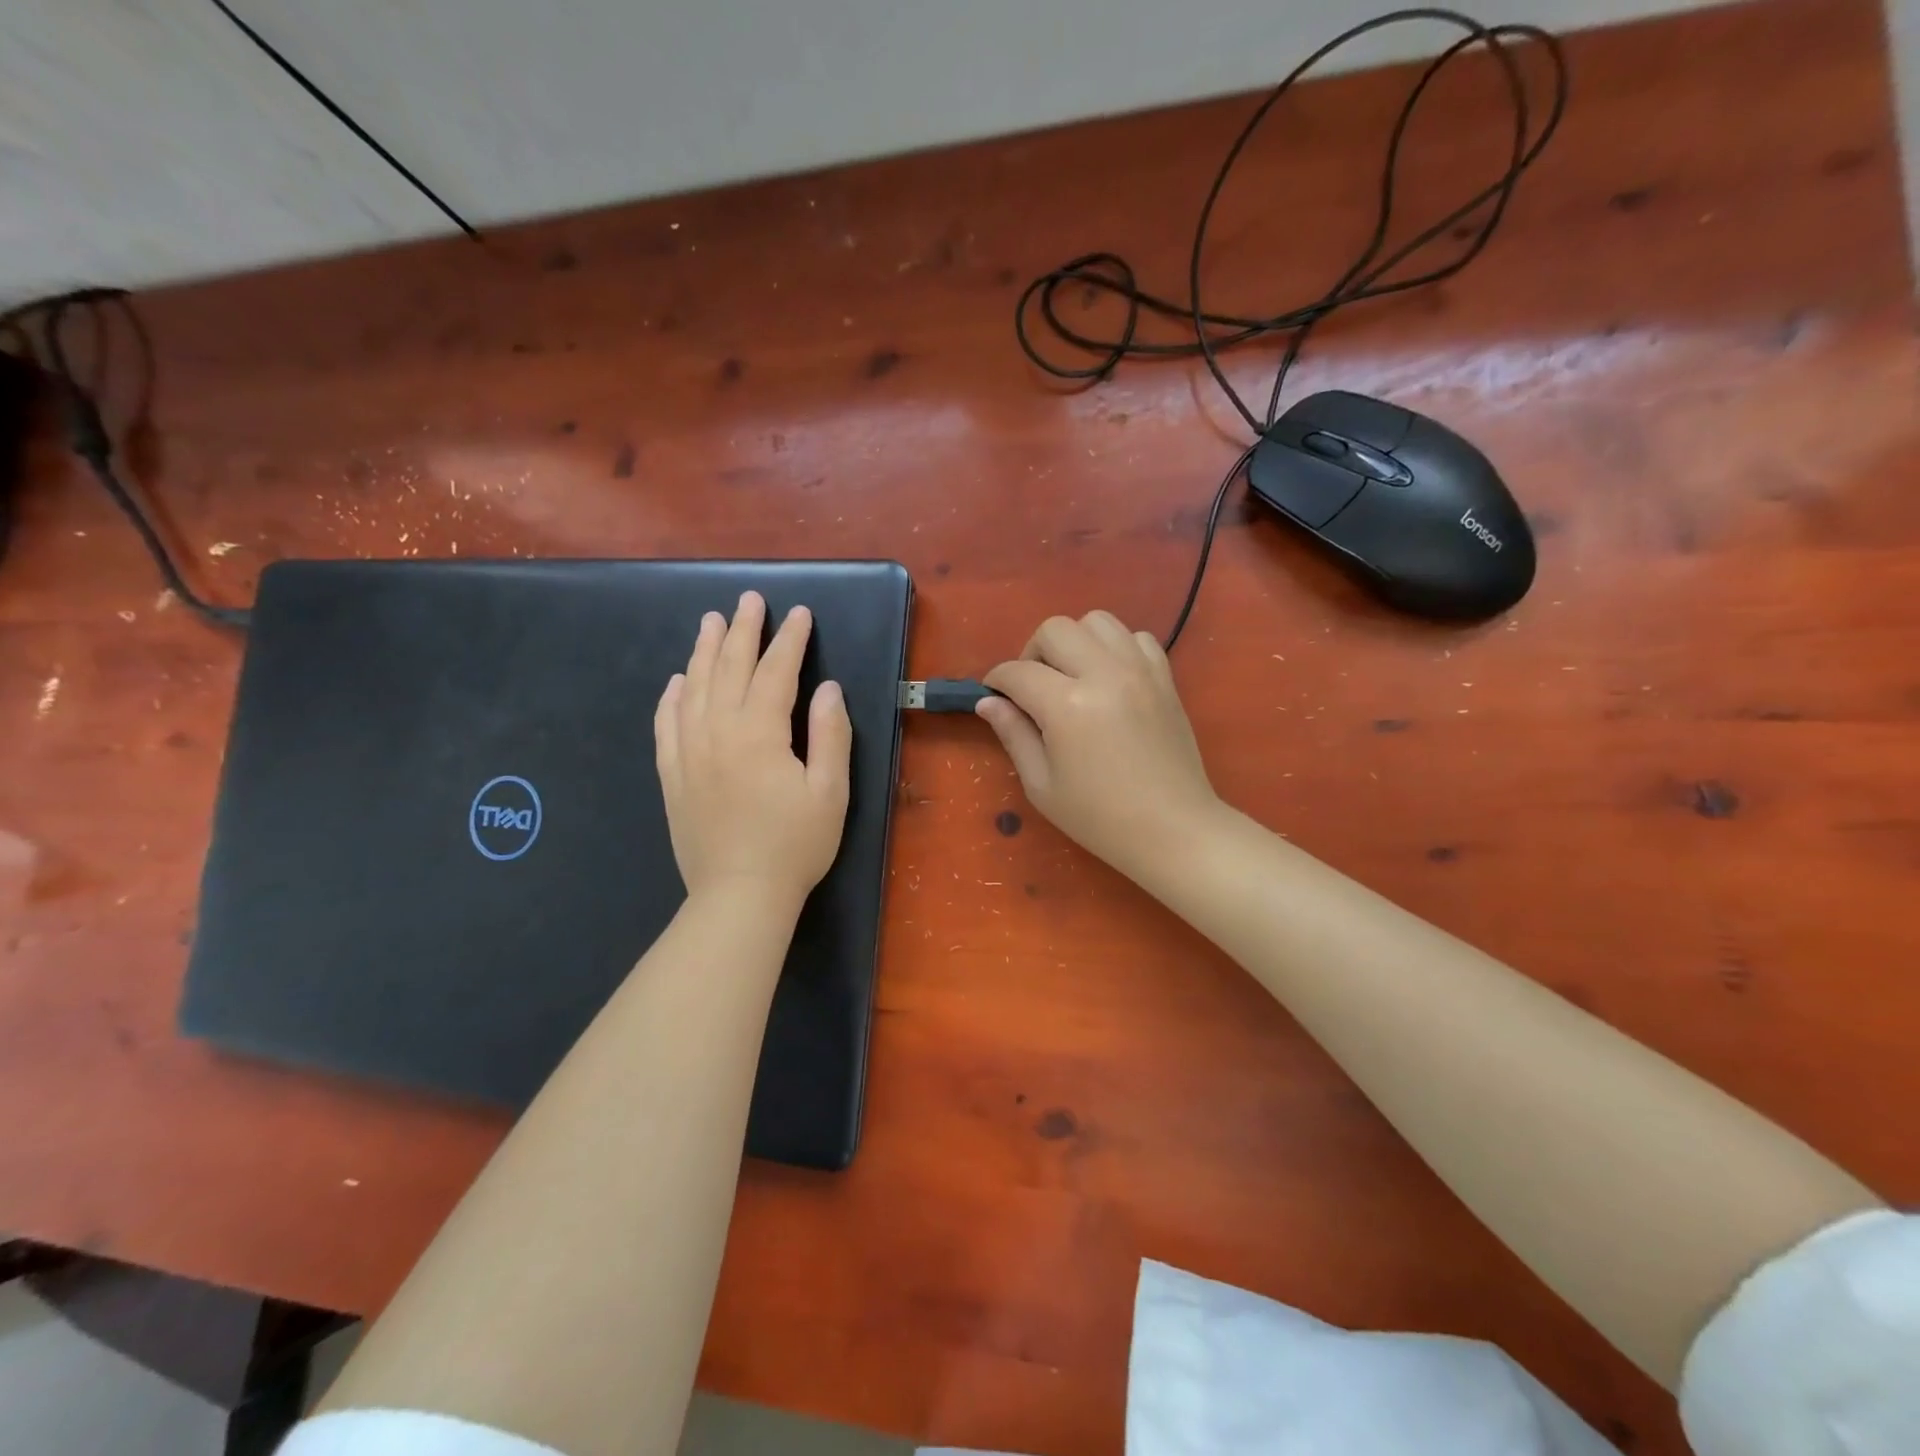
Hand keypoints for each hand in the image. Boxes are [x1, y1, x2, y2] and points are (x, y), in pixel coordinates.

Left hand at [654, 592, 851, 912]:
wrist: (739, 896)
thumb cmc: (795, 846)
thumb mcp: (830, 793)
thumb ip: (829, 735)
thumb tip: (827, 688)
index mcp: (759, 734)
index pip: (775, 673)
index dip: (789, 641)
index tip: (799, 613)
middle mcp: (717, 732)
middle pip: (729, 668)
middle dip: (743, 631)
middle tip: (750, 599)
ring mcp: (689, 753)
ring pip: (694, 688)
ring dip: (704, 651)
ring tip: (711, 621)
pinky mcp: (672, 776)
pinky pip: (666, 724)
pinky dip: (671, 696)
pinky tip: (677, 680)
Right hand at [978, 611, 1222, 884]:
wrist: (1173, 830)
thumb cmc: (1100, 817)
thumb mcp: (1042, 785)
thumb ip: (1013, 734)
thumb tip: (989, 702)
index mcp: (1067, 705)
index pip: (1018, 672)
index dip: (997, 681)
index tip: (994, 695)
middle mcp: (1104, 674)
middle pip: (1055, 629)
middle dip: (1033, 652)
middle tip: (1034, 688)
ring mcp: (1140, 671)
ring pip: (1097, 621)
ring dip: (1075, 642)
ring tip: (1073, 677)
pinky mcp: (1164, 678)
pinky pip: (1136, 637)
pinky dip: (1116, 648)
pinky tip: (1110, 679)